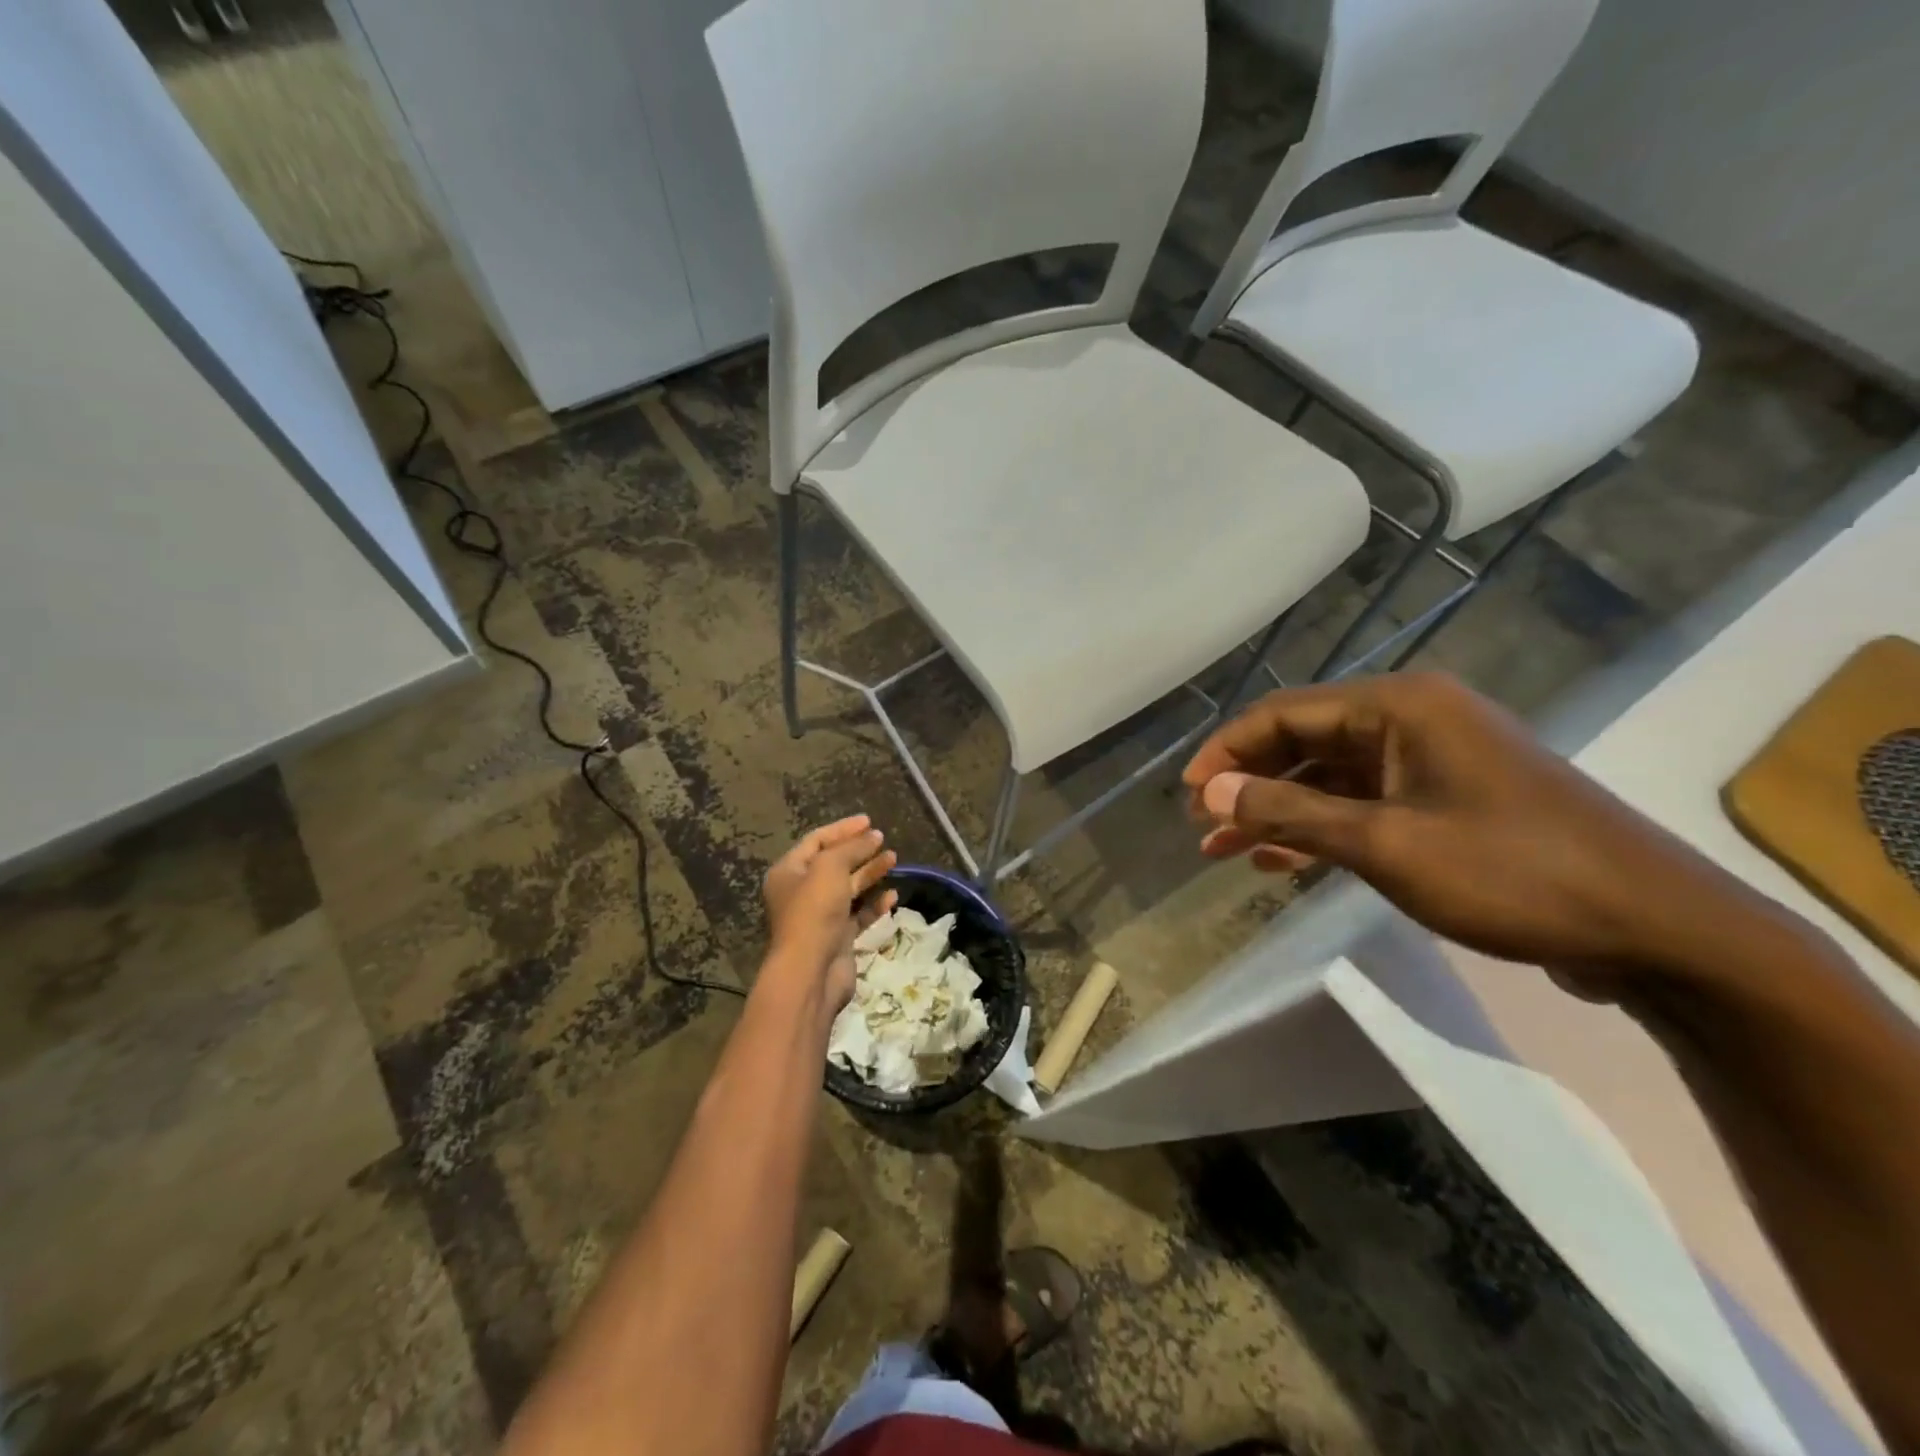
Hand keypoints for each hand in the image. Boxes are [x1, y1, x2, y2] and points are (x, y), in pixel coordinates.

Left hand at [762, 816, 896, 1007]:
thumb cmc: (814, 911)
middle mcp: (801, 892)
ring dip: (870, 873)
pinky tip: (893, 895)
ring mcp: (820, 916)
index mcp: (789, 872)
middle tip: (882, 839)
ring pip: (848, 888)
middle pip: (833, 863)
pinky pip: (859, 914)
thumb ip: (851, 848)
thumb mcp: (830, 867)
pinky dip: (875, 904)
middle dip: (858, 850)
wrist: (812, 971)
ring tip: (894, 859)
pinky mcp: (838, 937)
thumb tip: (872, 836)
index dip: (842, 829)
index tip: (869, 821)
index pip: (816, 841)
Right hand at [1183, 673, 1739, 979]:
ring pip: (1328, 777)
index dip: (1226, 751)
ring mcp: (1431, 761)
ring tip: (1223, 850)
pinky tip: (1281, 861)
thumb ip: (1290, 814)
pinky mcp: (1446, 800)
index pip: (1284, 714)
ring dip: (1277, 811)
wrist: (1656, 930)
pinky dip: (1319, 829)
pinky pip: (1362, 803)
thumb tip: (1209, 793)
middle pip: (1303, 741)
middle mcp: (1412, 720)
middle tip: (1199, 825)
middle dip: (1247, 784)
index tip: (1185, 794)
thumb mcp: (1385, 845)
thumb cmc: (1512, 874)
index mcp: (1399, 707)